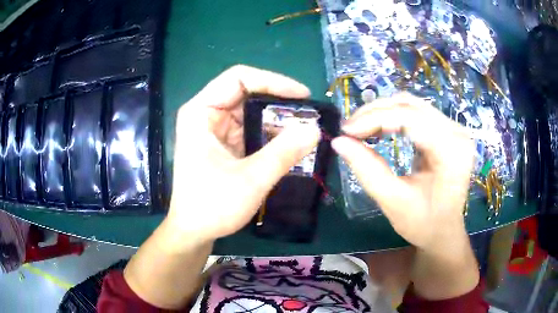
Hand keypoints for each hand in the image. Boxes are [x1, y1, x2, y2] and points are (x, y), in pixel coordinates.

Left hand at [167, 65, 319, 248]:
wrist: (193, 232)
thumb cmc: (211, 206)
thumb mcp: (250, 180)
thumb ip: (283, 152)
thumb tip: (315, 129)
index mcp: (200, 112)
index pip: (238, 78)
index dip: (273, 81)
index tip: (302, 96)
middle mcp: (206, 114)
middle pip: (247, 93)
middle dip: (279, 102)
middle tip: (308, 115)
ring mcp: (214, 129)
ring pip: (251, 111)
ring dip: (277, 119)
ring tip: (304, 129)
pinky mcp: (223, 143)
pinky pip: (251, 129)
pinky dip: (270, 133)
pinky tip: (289, 143)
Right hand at [332, 94, 474, 252]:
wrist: (443, 231)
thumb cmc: (423, 223)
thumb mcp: (393, 201)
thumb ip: (367, 170)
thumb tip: (338, 141)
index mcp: (451, 151)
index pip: (410, 118)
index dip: (375, 118)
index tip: (346, 130)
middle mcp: (457, 133)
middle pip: (411, 105)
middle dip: (376, 112)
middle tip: (350, 129)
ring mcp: (453, 129)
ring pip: (412, 104)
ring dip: (383, 112)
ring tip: (361, 129)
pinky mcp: (446, 130)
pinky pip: (416, 113)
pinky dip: (393, 117)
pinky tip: (379, 129)